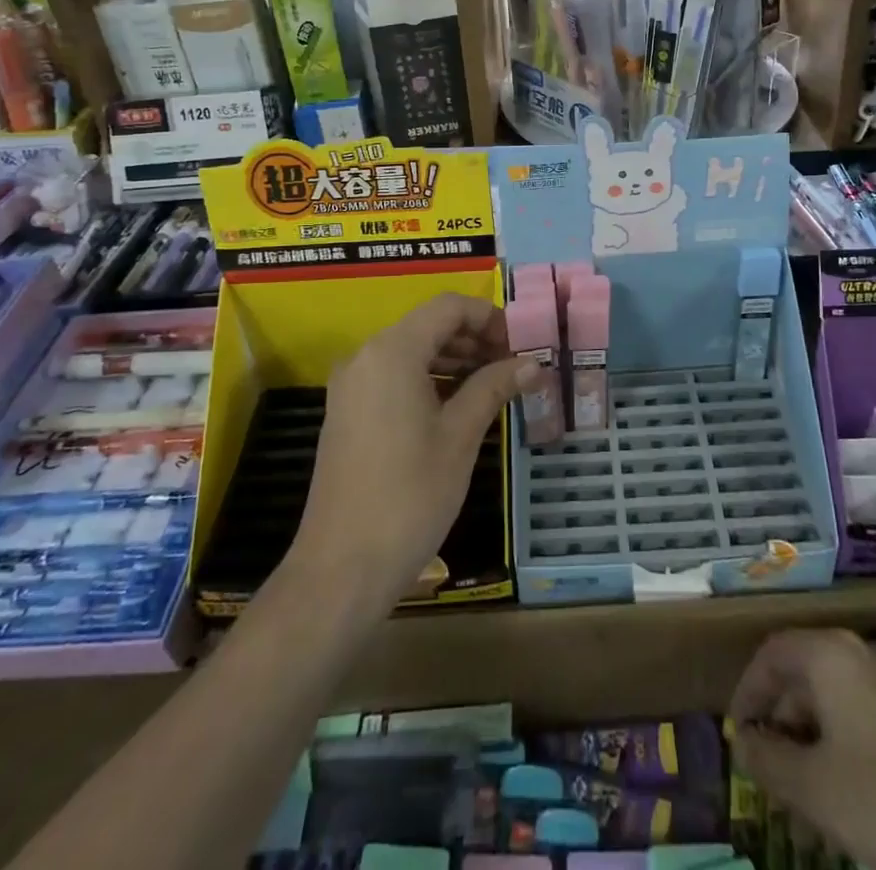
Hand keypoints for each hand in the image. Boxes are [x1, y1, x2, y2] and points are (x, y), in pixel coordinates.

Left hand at [290, 293, 544, 607]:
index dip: (489, 317)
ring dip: (454, 359)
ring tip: (493, 384)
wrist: (342, 567)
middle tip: (514, 365)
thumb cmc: (410, 494)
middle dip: (474, 338)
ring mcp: (351, 385)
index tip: (521, 344)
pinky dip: (429, 379)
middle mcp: (366, 356)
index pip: (448, 307)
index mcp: (392, 351)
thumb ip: (494, 387)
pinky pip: (393, 376)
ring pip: (411, 351)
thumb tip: (533, 363)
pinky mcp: (347, 412)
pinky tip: (458, 405)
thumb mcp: (461, 436)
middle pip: (428, 325)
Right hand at [730, 631, 875, 869]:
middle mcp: (863, 658)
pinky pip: (865, 726)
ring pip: (835, 706)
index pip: (772, 653)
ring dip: (810, 747)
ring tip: (802, 804)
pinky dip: (843, 756)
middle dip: (780, 724)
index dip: (747, 691)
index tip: (737, 737)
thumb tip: (742, 742)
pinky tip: (846, 809)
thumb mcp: (815, 789)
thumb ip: (768, 760)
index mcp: (832, 655)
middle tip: (767, 776)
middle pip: (803, 676)